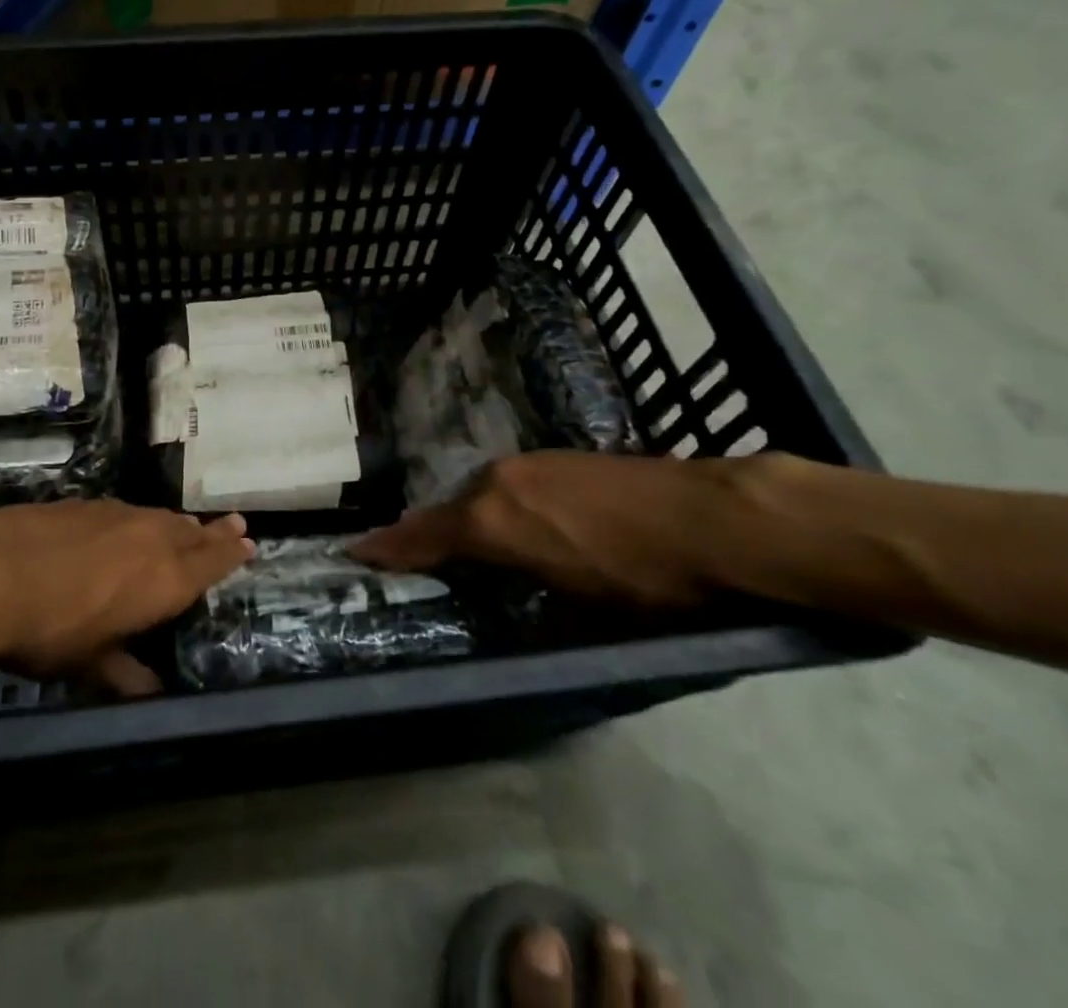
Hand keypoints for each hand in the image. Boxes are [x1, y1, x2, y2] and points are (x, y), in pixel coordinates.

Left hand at [0, 499, 254, 692]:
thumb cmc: (51, 629)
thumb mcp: (89, 663)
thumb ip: (124, 672)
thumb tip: (151, 694)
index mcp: (165, 580)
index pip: (211, 564)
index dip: (231, 554)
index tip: (249, 542)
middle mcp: (152, 539)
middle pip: (193, 533)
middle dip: (214, 533)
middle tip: (235, 524)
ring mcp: (119, 515)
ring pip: (162, 518)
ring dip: (180, 524)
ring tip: (190, 526)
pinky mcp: (87, 504)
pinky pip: (129, 511)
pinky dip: (142, 519)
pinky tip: (130, 524)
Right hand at [351, 452, 723, 607]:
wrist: (712, 516)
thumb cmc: (645, 579)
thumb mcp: (581, 611)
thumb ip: (526, 598)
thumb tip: (504, 601)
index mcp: (492, 520)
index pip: (425, 536)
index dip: (389, 547)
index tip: (355, 551)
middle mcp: (496, 482)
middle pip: (449, 512)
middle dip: (430, 538)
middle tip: (418, 562)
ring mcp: (526, 462)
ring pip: (477, 494)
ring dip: (467, 520)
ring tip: (472, 547)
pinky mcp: (554, 456)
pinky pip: (505, 484)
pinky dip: (496, 505)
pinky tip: (522, 523)